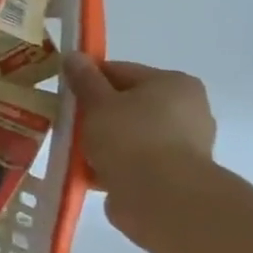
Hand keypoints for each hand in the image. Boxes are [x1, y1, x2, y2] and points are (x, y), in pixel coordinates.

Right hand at [63, 54, 215, 233]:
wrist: (160, 197)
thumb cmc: (130, 137)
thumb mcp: (98, 102)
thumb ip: (84, 79)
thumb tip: (74, 55)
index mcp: (173, 83)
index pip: (121, 71)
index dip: (89, 79)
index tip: (65, 93)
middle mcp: (187, 110)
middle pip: (127, 104)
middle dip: (97, 113)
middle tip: (68, 122)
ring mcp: (184, 145)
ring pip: (129, 134)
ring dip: (103, 141)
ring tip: (75, 150)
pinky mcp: (174, 175)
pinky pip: (134, 161)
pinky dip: (113, 164)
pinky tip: (88, 171)